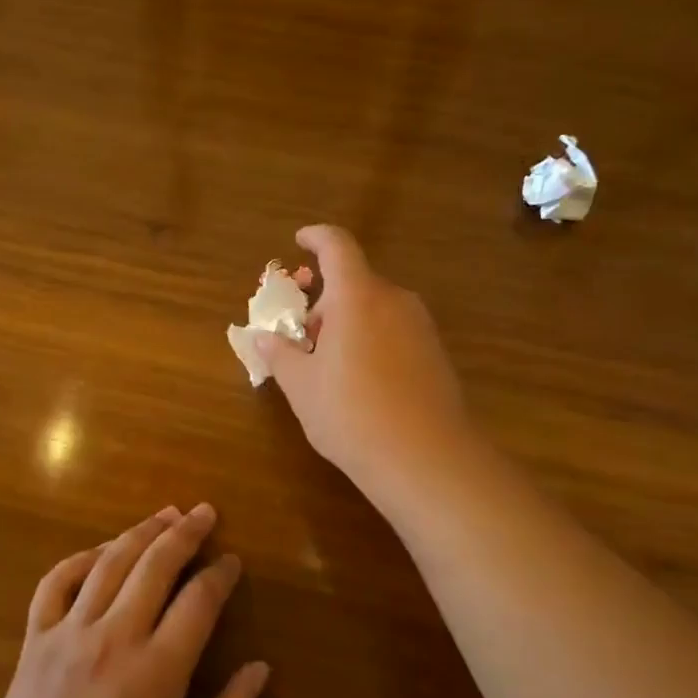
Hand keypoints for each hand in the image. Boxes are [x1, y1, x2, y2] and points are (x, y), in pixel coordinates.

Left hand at [0, 504, 269, 697]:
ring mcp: (68, 636)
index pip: (199, 602)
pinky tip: (101, 550)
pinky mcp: (35, 641)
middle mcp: (113, 640)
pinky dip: (79, 558)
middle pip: (155, 565)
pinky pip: (55, 583)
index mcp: (156, 674)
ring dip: (140, 532)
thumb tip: (260, 667)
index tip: (232, 561)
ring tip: (165, 514)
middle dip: (185, 533)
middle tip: (205, 512)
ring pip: (109, 563)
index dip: (220, 574)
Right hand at [253, 225, 471, 483]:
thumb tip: (262, 338)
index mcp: (357, 296)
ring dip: (348, 322)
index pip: (337, 246)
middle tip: (301, 337)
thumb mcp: (302, 387)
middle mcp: (394, 300)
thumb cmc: (352, 415)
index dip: (316, 237)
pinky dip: (372, 339)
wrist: (427, 459)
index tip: (300, 240)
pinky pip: (395, 330)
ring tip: (328, 366)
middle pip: (354, 282)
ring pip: (375, 308)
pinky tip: (362, 382)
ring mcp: (421, 326)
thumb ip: (280, 355)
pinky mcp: (436, 353)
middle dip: (324, 301)